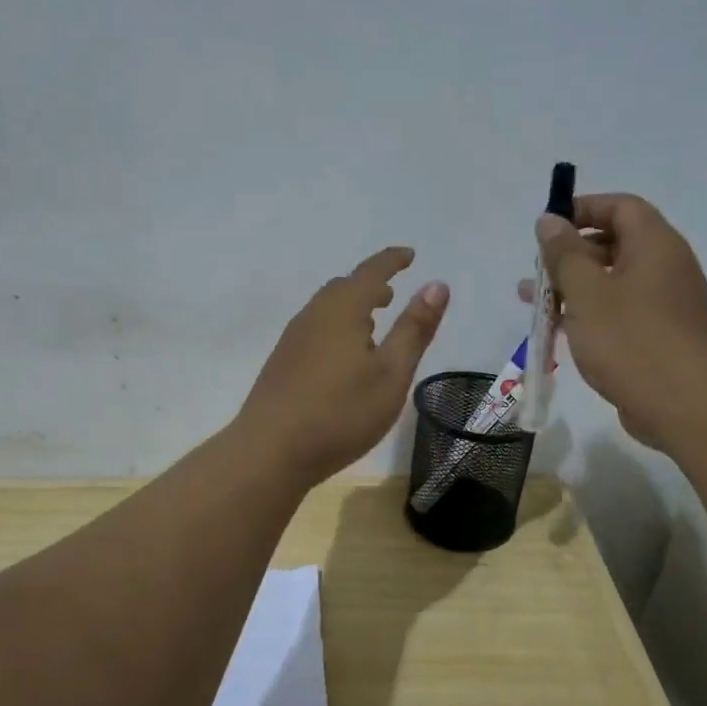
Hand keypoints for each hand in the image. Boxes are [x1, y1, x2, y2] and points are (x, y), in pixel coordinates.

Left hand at [239, 247, 449, 486]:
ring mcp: (292, 340)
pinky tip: (343, 356)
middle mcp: (313, 316)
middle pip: (343, 288)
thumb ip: (414, 329)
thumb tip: (436, 284)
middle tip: (391, 293)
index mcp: (342, 310)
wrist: (270, 451)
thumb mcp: (391, 373)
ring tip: (372, 324)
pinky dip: (336, 327)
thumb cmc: (341, 412)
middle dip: (370, 285)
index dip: (392, 261)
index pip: (371, 272)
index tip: (409, 254)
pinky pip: (314, 330)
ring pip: (326, 310)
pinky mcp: (281, 364)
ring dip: (351, 307)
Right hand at [532, 194, 706, 450]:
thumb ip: (564, 254)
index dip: (582, 209)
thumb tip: (549, 221)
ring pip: (614, 282)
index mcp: (655, 245)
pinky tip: (562, 332)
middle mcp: (666, 266)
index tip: (547, 227)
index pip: (620, 206)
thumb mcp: (587, 292)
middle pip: (615, 243)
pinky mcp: (661, 335)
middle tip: (537, 272)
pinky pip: (621, 311)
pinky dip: (591, 313)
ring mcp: (666, 303)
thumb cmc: (631, 341)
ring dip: (574, 288)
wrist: (685, 406)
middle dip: (571, 254)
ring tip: (535, 303)